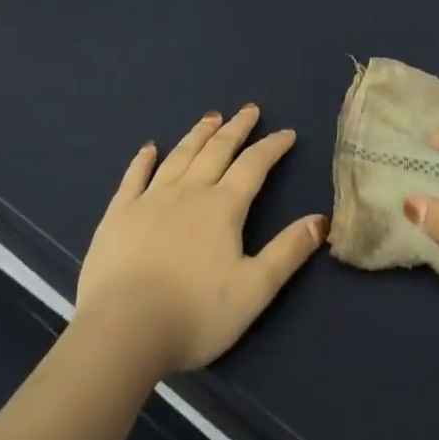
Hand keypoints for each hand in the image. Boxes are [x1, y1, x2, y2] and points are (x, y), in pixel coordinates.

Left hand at [76, 105, 327, 374]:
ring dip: (198, 134)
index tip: (287, 133)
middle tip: (249, 109)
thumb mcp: (255, 289)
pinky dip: (143, 159)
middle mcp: (189, 192)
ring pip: (179, 156)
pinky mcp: (118, 215)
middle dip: (237, 128)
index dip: (272, 146)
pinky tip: (149, 148)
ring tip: (211, 117)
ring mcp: (150, 200)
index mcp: (223, 207)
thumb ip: (288, 252)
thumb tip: (320, 220)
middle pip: (217, 150)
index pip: (254, 165)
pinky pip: (134, 177)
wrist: (123, 330)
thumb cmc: (195, 314)